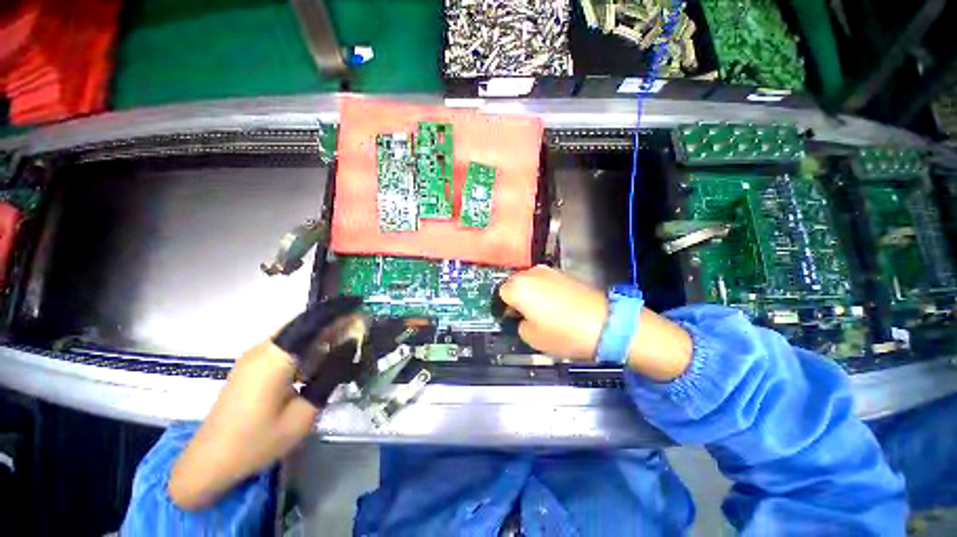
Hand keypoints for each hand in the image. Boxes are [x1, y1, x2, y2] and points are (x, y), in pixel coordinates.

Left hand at [169, 297, 362, 509]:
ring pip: (296, 334)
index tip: (359, 303)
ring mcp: (254, 357)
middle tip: (360, 325)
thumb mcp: (303, 415)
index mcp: (276, 358)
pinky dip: (307, 345)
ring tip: (345, 340)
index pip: (312, 321)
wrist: (208, 462)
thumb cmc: (257, 442)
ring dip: (321, 333)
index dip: (338, 309)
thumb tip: (348, 350)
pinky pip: (286, 346)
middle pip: (305, 324)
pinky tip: (319, 358)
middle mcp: (263, 349)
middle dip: (334, 321)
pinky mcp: (251, 366)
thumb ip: (329, 378)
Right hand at [500, 265, 691, 380]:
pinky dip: (545, 292)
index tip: (513, 320)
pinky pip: (545, 282)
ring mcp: (549, 271)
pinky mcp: (564, 273)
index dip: (505, 308)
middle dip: (517, 298)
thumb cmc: (563, 332)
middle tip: (527, 317)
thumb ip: (518, 324)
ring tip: (544, 312)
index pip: (500, 295)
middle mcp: (530, 273)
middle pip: (514, 284)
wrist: (606, 323)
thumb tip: (521, 316)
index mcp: (517, 287)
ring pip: (530, 282)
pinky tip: (557, 306)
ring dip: (531, 294)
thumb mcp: (531, 337)